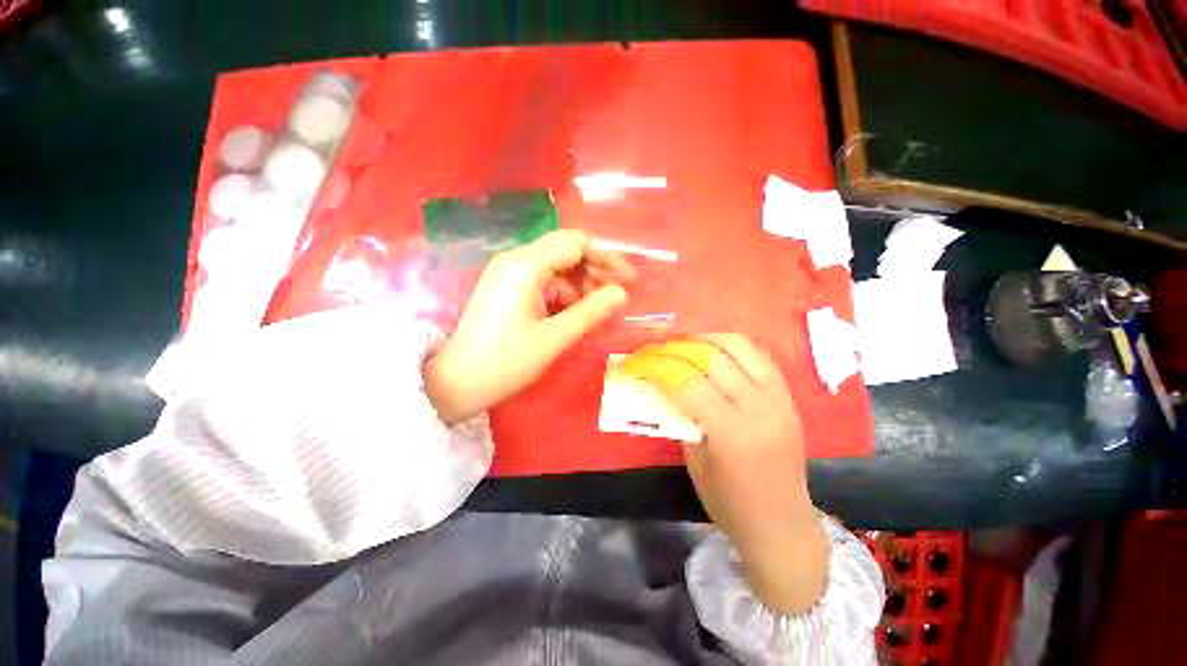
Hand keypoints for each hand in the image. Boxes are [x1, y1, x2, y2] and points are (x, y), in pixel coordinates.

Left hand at [424, 230, 634, 423]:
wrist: (456, 382)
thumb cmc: (505, 362)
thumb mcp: (554, 338)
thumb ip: (591, 311)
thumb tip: (621, 293)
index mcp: (524, 266)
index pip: (575, 242)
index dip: (606, 256)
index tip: (628, 278)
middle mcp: (515, 259)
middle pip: (566, 249)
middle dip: (596, 268)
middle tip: (618, 293)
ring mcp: (508, 271)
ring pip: (557, 264)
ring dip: (581, 280)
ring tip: (598, 305)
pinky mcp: (507, 285)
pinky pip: (544, 278)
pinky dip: (564, 290)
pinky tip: (574, 309)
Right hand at [668, 334, 827, 613]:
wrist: (784, 527)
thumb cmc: (732, 506)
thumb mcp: (695, 464)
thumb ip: (682, 418)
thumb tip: (663, 386)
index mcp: (733, 435)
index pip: (689, 384)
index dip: (659, 367)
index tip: (638, 361)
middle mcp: (760, 409)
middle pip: (711, 359)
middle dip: (675, 349)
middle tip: (654, 349)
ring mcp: (779, 399)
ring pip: (738, 347)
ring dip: (704, 338)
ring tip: (681, 342)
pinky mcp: (788, 396)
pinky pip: (758, 356)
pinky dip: (730, 346)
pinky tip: (712, 349)